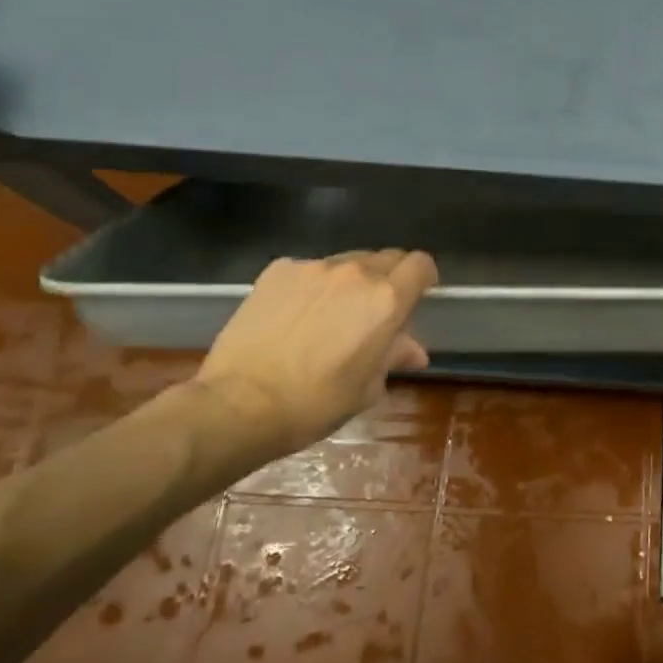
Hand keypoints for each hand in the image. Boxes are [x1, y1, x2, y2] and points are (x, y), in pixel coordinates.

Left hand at [197, 249, 437, 448]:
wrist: (239, 405)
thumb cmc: (315, 404)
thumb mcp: (366, 388)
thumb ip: (393, 357)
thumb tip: (413, 351)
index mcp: (386, 300)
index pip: (421, 264)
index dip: (423, 278)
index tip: (416, 297)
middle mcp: (355, 273)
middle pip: (387, 257)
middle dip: (389, 279)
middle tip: (373, 311)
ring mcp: (313, 267)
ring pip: (347, 262)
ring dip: (350, 281)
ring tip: (331, 314)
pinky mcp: (278, 271)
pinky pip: (309, 269)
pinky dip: (313, 285)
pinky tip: (295, 315)